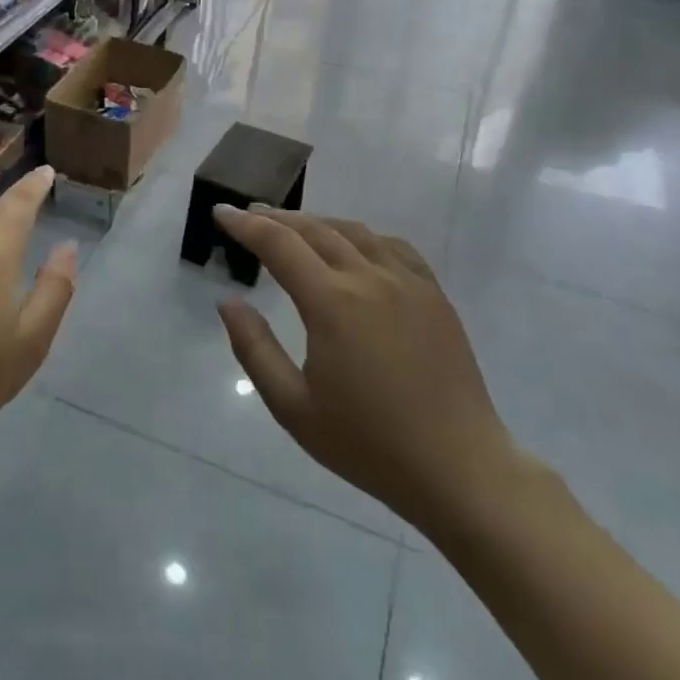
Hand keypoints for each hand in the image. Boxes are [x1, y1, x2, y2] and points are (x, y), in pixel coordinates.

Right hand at [214, 206, 523, 532]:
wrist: (458, 467)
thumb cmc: (367, 443)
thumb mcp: (293, 406)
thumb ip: (254, 348)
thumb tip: (228, 302)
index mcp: (332, 303)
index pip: (279, 244)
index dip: (246, 224)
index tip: (221, 212)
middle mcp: (370, 279)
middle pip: (315, 229)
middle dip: (276, 218)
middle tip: (249, 216)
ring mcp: (408, 283)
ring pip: (355, 232)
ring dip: (317, 222)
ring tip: (293, 227)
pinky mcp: (434, 296)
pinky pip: (392, 247)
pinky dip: (361, 236)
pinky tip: (353, 247)